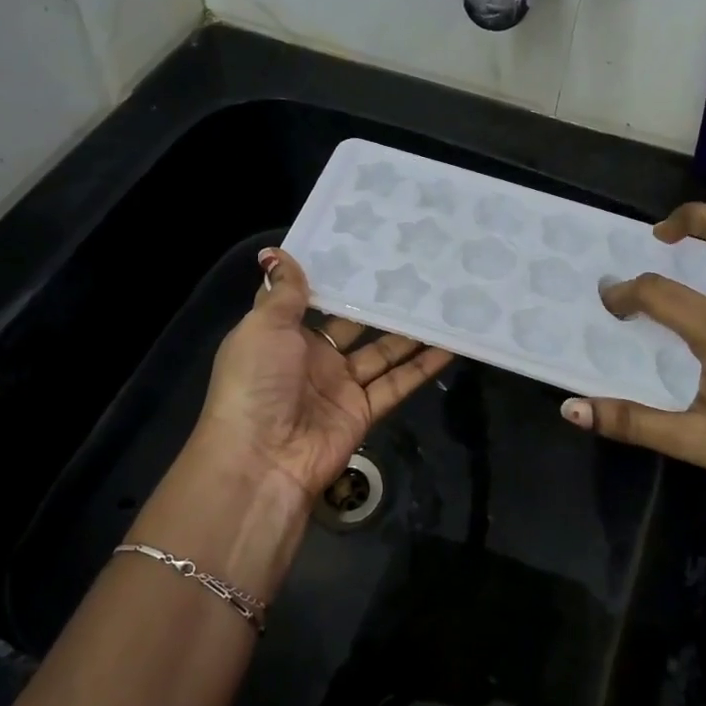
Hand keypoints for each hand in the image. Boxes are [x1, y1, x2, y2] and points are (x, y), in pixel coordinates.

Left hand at [192, 247, 454, 500]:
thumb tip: (277, 252)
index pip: (312, 299)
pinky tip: (449, 344)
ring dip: (409, 332)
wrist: (262, 458)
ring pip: (382, 352)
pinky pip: (397, 383)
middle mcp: (312, 357)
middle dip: (379, 302)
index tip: (365, 248)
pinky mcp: (364, 411)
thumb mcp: (263, 327)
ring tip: (440, 301)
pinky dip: (422, 366)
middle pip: (354, 324)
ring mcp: (340, 386)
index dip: (336, 277)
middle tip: (415, 270)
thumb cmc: (256, 381)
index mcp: (282, 334)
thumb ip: (283, 293)